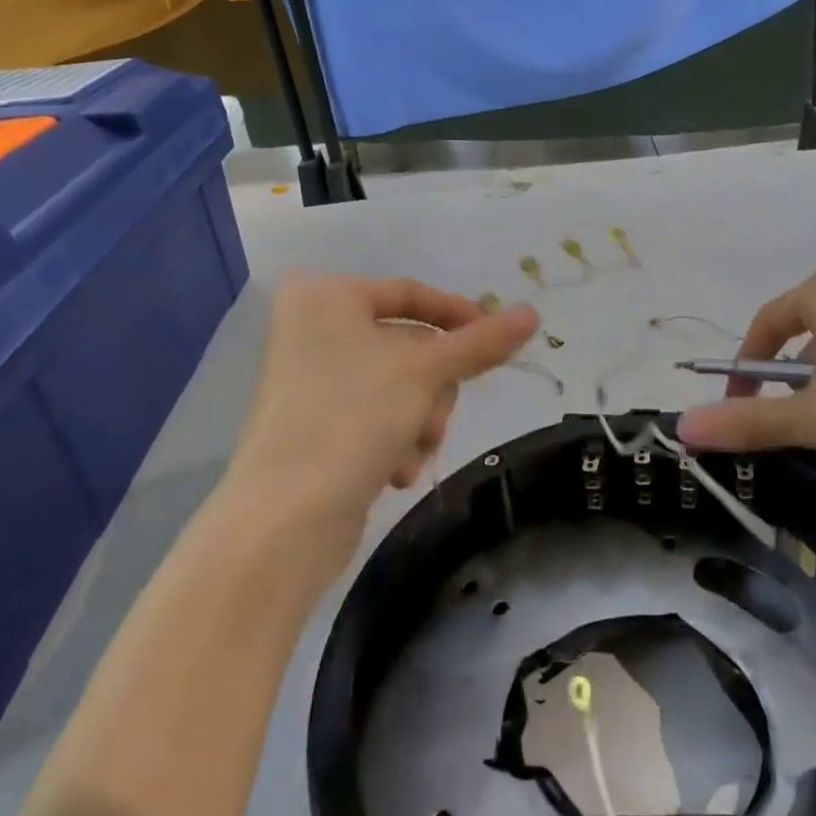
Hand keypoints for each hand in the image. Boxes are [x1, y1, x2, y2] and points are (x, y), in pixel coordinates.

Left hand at [228, 274, 538, 544]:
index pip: (410, 293)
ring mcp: (311, 378)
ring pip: (399, 385)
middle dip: (434, 388)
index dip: (459, 316)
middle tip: (435, 417)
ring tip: (414, 452)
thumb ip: (482, 342)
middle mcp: (313, 329)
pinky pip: (375, 414)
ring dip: (420, 419)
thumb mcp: (426, 372)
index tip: (498, 340)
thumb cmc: (353, 417)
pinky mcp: (313, 424)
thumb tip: (532, 314)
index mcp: (326, 297)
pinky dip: (395, 439)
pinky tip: (395, 471)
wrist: (283, 522)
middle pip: (408, 345)